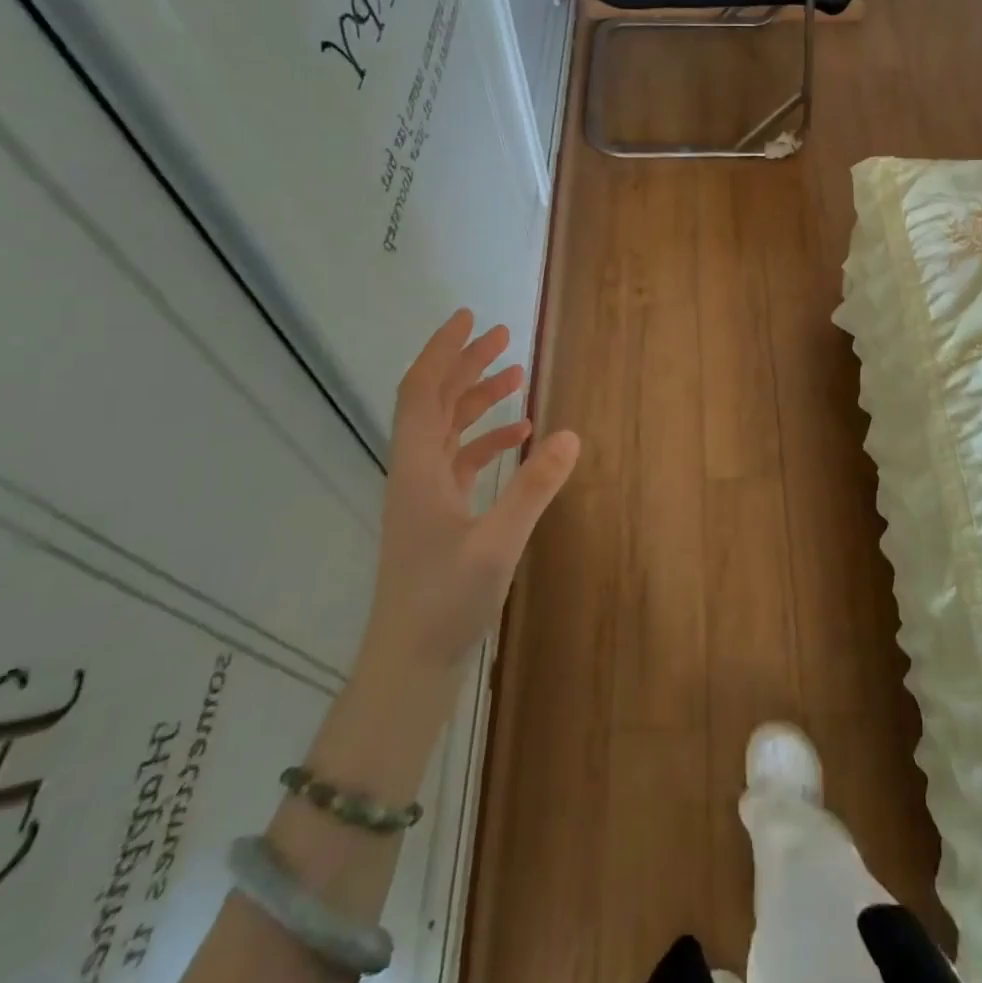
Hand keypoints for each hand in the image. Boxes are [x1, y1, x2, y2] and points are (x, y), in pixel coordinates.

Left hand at [367, 308, 579, 673]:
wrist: (410, 664)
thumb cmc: (445, 601)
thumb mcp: (497, 542)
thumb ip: (534, 487)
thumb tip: (571, 433)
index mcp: (418, 469)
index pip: (422, 391)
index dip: (443, 351)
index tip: (470, 318)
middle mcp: (416, 473)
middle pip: (435, 402)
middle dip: (466, 365)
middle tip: (504, 336)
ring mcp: (426, 496)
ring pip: (449, 430)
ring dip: (479, 399)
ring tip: (517, 375)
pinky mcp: (440, 516)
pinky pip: (462, 460)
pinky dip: (488, 440)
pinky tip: (521, 436)